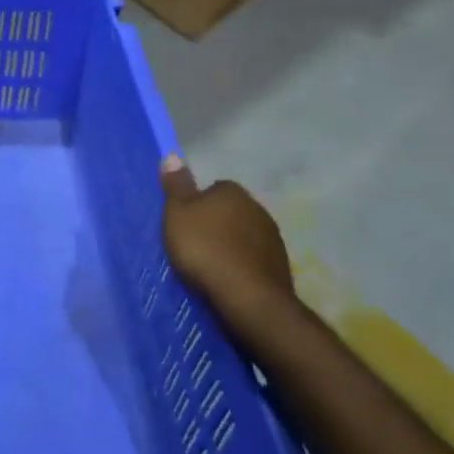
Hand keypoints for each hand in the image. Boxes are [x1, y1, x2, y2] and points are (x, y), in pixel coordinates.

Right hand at [160, 156, 295, 332]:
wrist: (248, 297)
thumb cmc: (205, 248)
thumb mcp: (177, 214)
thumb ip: (176, 186)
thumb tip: (173, 155)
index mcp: (232, 192)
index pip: (214, 188)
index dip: (197, 204)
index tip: (185, 222)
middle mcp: (258, 208)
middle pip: (230, 211)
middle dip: (216, 223)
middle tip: (193, 243)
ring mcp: (273, 238)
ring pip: (244, 235)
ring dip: (231, 245)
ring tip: (209, 265)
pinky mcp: (280, 266)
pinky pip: (254, 259)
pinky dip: (242, 265)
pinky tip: (228, 279)